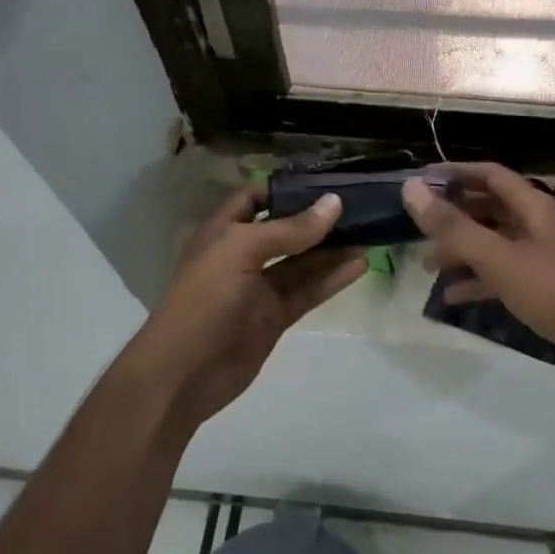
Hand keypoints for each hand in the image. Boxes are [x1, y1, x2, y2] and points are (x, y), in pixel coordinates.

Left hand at [128, 186, 365, 428]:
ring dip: (333, 248)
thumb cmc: (205, 300)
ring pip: (303, 261)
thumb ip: (290, 230)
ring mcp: (261, 288)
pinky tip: (360, 265)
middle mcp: (243, 255)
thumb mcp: (242, 251)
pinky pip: (308, 290)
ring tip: (370, 232)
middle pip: (286, 229)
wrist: (184, 373)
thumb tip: (334, 203)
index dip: (286, 188)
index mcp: (224, 231)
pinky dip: (333, 278)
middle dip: (318, 218)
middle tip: (360, 205)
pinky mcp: (276, 315)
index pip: (255, 198)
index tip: (325, 181)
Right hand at [402, 164, 554, 376]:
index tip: (421, 181)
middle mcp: (537, 224)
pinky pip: (502, 273)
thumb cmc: (553, 290)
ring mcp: (541, 255)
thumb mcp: (498, 257)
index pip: (490, 175)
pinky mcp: (543, 285)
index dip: (455, 173)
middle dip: (454, 216)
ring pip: (493, 242)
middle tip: (418, 227)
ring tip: (428, 265)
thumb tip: (411, 189)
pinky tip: (452, 296)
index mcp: (533, 206)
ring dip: (461, 250)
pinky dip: (478, 279)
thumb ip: (453, 226)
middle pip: (489, 208)